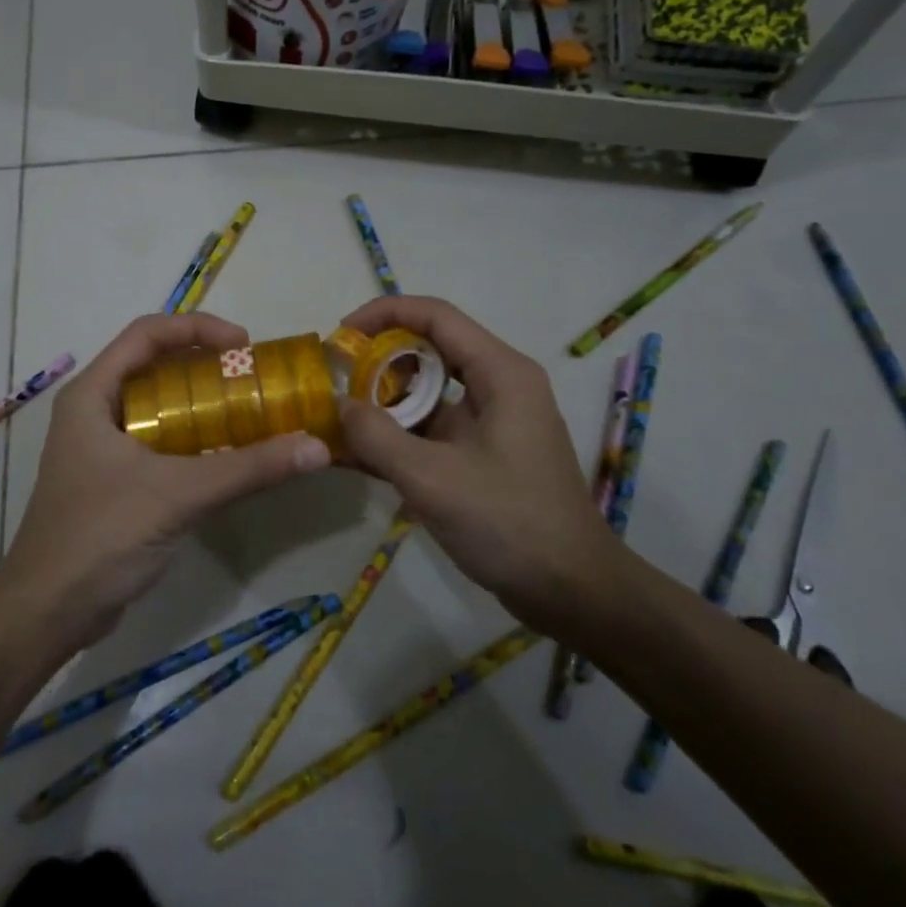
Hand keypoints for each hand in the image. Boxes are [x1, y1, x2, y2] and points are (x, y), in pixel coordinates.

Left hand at [1, 313, 330, 651]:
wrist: (47, 614)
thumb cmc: (100, 536)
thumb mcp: (177, 494)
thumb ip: (247, 469)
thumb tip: (316, 448)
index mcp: (93, 394)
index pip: (146, 333)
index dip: (197, 328)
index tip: (245, 346)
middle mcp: (94, 411)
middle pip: (155, 365)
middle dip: (206, 365)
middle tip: (254, 379)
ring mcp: (102, 448)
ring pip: (159, 406)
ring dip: (203, 403)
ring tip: (251, 410)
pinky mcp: (114, 481)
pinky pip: (160, 442)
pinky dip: (195, 438)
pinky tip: (229, 456)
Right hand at [337, 296, 613, 631]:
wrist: (573, 592)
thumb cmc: (510, 523)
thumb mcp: (433, 478)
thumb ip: (377, 437)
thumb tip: (338, 407)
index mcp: (500, 372)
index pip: (435, 316)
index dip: (384, 314)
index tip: (341, 335)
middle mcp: (498, 386)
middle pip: (429, 352)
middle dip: (377, 363)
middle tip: (333, 382)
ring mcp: (491, 422)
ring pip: (427, 394)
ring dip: (382, 404)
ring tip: (334, 420)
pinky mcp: (483, 454)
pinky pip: (432, 430)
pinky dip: (397, 436)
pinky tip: (355, 455)